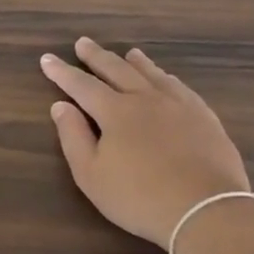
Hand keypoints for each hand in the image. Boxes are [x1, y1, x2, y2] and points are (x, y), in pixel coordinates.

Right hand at [41, 37, 250, 248]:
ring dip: (135, 62)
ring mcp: (179, 106)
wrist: (207, 211)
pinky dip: (166, 78)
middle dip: (96, 56)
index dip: (62, 71)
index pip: (81, 84)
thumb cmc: (138, 197)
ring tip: (128, 52)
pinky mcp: (205, 118)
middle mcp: (146, 99)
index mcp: (115, 111)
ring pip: (152, 74)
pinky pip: (181, 87)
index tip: (47, 58)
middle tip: (83, 42)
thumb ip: (73, 137)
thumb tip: (60, 105)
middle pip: (117, 70)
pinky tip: (167, 79)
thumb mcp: (91, 174)